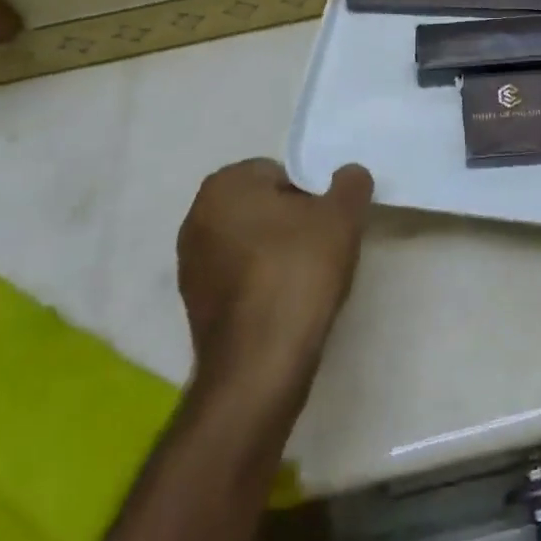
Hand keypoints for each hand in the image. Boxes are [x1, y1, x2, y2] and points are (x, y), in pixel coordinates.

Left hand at [177, 158, 373, 391]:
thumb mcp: (342, 216)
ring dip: (276, 254)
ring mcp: (190, 265)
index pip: (279, 173)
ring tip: (306, 281)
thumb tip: (349, 175)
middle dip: (291, 222)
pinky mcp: (194, 307)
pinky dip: (261, 284)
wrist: (259, 367)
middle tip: (321, 247)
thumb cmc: (297, 272)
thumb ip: (350, 183)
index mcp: (224, 185)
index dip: (310, 195)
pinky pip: (239, 278)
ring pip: (251, 243)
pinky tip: (285, 306)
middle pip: (263, 207)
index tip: (327, 223)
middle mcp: (197, 217)